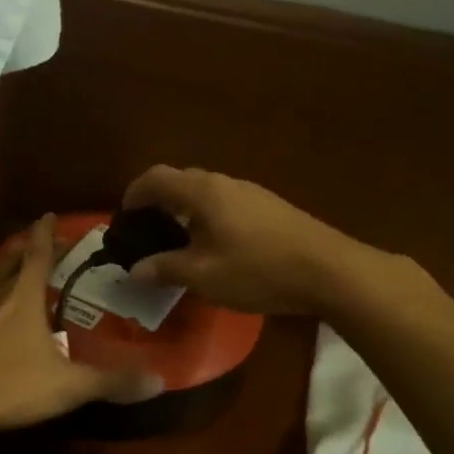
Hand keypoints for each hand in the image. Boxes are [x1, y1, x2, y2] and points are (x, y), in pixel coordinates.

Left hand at [0, 215, 162, 433]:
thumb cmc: (8, 386)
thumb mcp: (67, 387)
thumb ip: (111, 382)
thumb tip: (159, 381)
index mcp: (21, 299)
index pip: (36, 256)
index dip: (45, 235)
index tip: (47, 216)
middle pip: (5, 263)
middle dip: (20, 249)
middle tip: (30, 242)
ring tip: (5, 278)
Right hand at [120, 165, 363, 317]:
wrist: (329, 271)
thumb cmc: (258, 270)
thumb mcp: (203, 276)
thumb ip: (164, 269)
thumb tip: (135, 270)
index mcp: (202, 193)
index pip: (156, 178)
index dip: (134, 193)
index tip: (124, 216)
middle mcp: (224, 183)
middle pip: (180, 180)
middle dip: (158, 201)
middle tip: (147, 230)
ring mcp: (251, 192)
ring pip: (205, 192)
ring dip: (184, 209)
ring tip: (178, 241)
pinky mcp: (269, 207)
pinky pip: (225, 202)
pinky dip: (206, 216)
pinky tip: (215, 246)